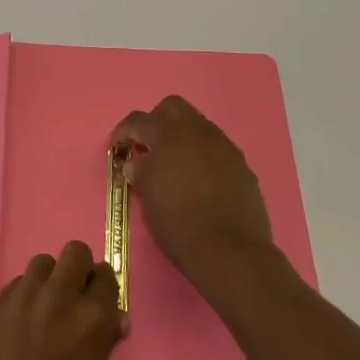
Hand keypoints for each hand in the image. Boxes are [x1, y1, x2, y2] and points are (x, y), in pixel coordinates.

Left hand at [0, 241, 124, 359]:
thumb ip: (104, 339)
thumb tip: (114, 318)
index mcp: (92, 316)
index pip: (106, 275)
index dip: (102, 286)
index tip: (97, 297)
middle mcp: (59, 295)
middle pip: (74, 252)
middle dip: (77, 269)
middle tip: (72, 295)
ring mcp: (23, 296)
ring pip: (41, 263)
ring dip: (47, 280)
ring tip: (42, 308)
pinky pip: (15, 285)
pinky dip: (22, 298)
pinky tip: (17, 325)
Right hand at [110, 96, 274, 288]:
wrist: (230, 251)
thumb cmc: (179, 225)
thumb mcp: (148, 199)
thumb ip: (141, 173)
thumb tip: (137, 163)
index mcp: (169, 137)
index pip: (139, 120)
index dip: (123, 131)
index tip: (117, 147)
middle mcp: (198, 133)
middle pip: (173, 107)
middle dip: (156, 121)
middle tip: (148, 146)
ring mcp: (224, 147)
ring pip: (198, 126)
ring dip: (182, 137)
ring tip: (174, 165)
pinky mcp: (241, 165)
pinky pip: (217, 148)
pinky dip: (202, 155)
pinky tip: (199, 180)